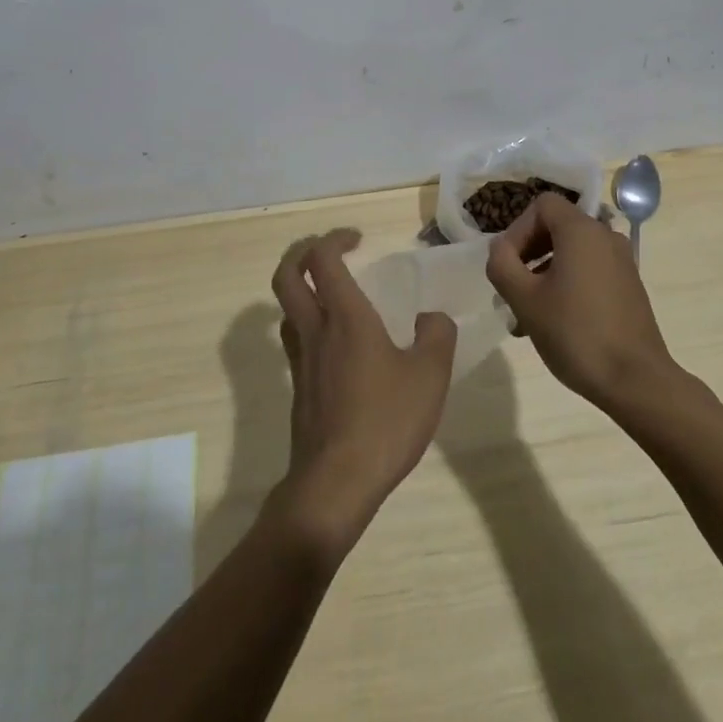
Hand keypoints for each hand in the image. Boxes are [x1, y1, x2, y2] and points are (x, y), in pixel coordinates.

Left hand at [268, 229, 456, 558]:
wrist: (335, 483)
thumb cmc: (385, 421)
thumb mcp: (430, 376)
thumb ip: (437, 336)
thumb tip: (430, 318)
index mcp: (344, 316)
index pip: (322, 258)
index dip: (335, 238)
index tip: (358, 239)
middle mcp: (315, 330)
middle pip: (286, 275)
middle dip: (301, 253)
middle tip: (329, 252)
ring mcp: (301, 360)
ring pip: (285, 309)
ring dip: (301, 289)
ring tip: (331, 294)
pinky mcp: (298, 389)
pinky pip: (295, 340)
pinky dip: (308, 324)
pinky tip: (336, 344)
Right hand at [485, 194, 677, 410]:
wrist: (637, 382)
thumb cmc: (576, 334)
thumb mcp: (524, 300)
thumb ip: (502, 264)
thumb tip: (499, 248)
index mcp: (581, 231)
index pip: (542, 205)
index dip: (518, 229)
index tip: (507, 264)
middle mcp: (605, 237)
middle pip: (557, 227)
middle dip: (528, 253)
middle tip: (512, 287)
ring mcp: (621, 262)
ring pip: (572, 252)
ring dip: (544, 272)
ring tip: (526, 313)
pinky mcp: (629, 286)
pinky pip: (590, 270)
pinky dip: (567, 283)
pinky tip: (554, 321)